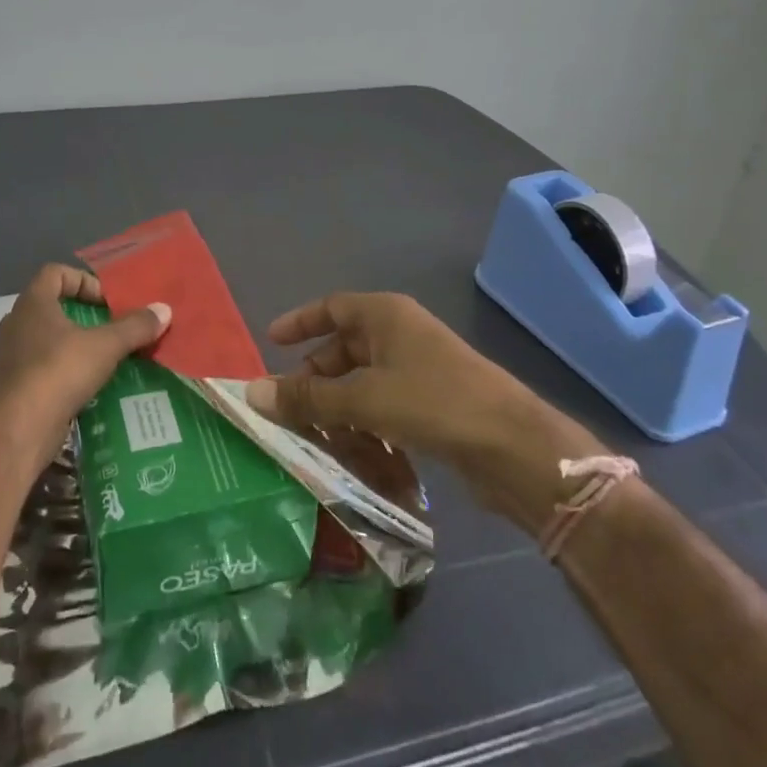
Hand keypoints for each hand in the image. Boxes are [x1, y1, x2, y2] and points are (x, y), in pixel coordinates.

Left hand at [0, 264, 170, 470]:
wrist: (11, 433)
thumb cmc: (56, 374)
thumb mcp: (104, 347)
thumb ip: (134, 327)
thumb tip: (164, 309)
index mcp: (32, 305)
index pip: (54, 273)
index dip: (84, 280)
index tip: (107, 302)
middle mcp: (15, 326)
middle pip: (51, 308)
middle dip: (84, 318)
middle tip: (112, 331)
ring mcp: (8, 359)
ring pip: (46, 343)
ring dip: (74, 349)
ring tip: (105, 363)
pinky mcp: (10, 391)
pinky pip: (41, 373)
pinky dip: (63, 376)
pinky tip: (86, 391)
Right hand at [247, 292, 603, 515]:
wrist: (514, 447)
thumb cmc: (433, 403)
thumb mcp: (363, 399)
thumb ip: (307, 397)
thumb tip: (252, 392)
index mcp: (385, 316)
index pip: (332, 307)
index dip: (300, 322)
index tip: (271, 342)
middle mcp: (401, 336)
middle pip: (344, 349)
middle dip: (316, 380)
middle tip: (290, 409)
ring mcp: (419, 371)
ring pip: (363, 384)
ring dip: (340, 412)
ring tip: (321, 443)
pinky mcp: (433, 405)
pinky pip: (385, 409)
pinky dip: (368, 428)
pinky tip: (360, 459)